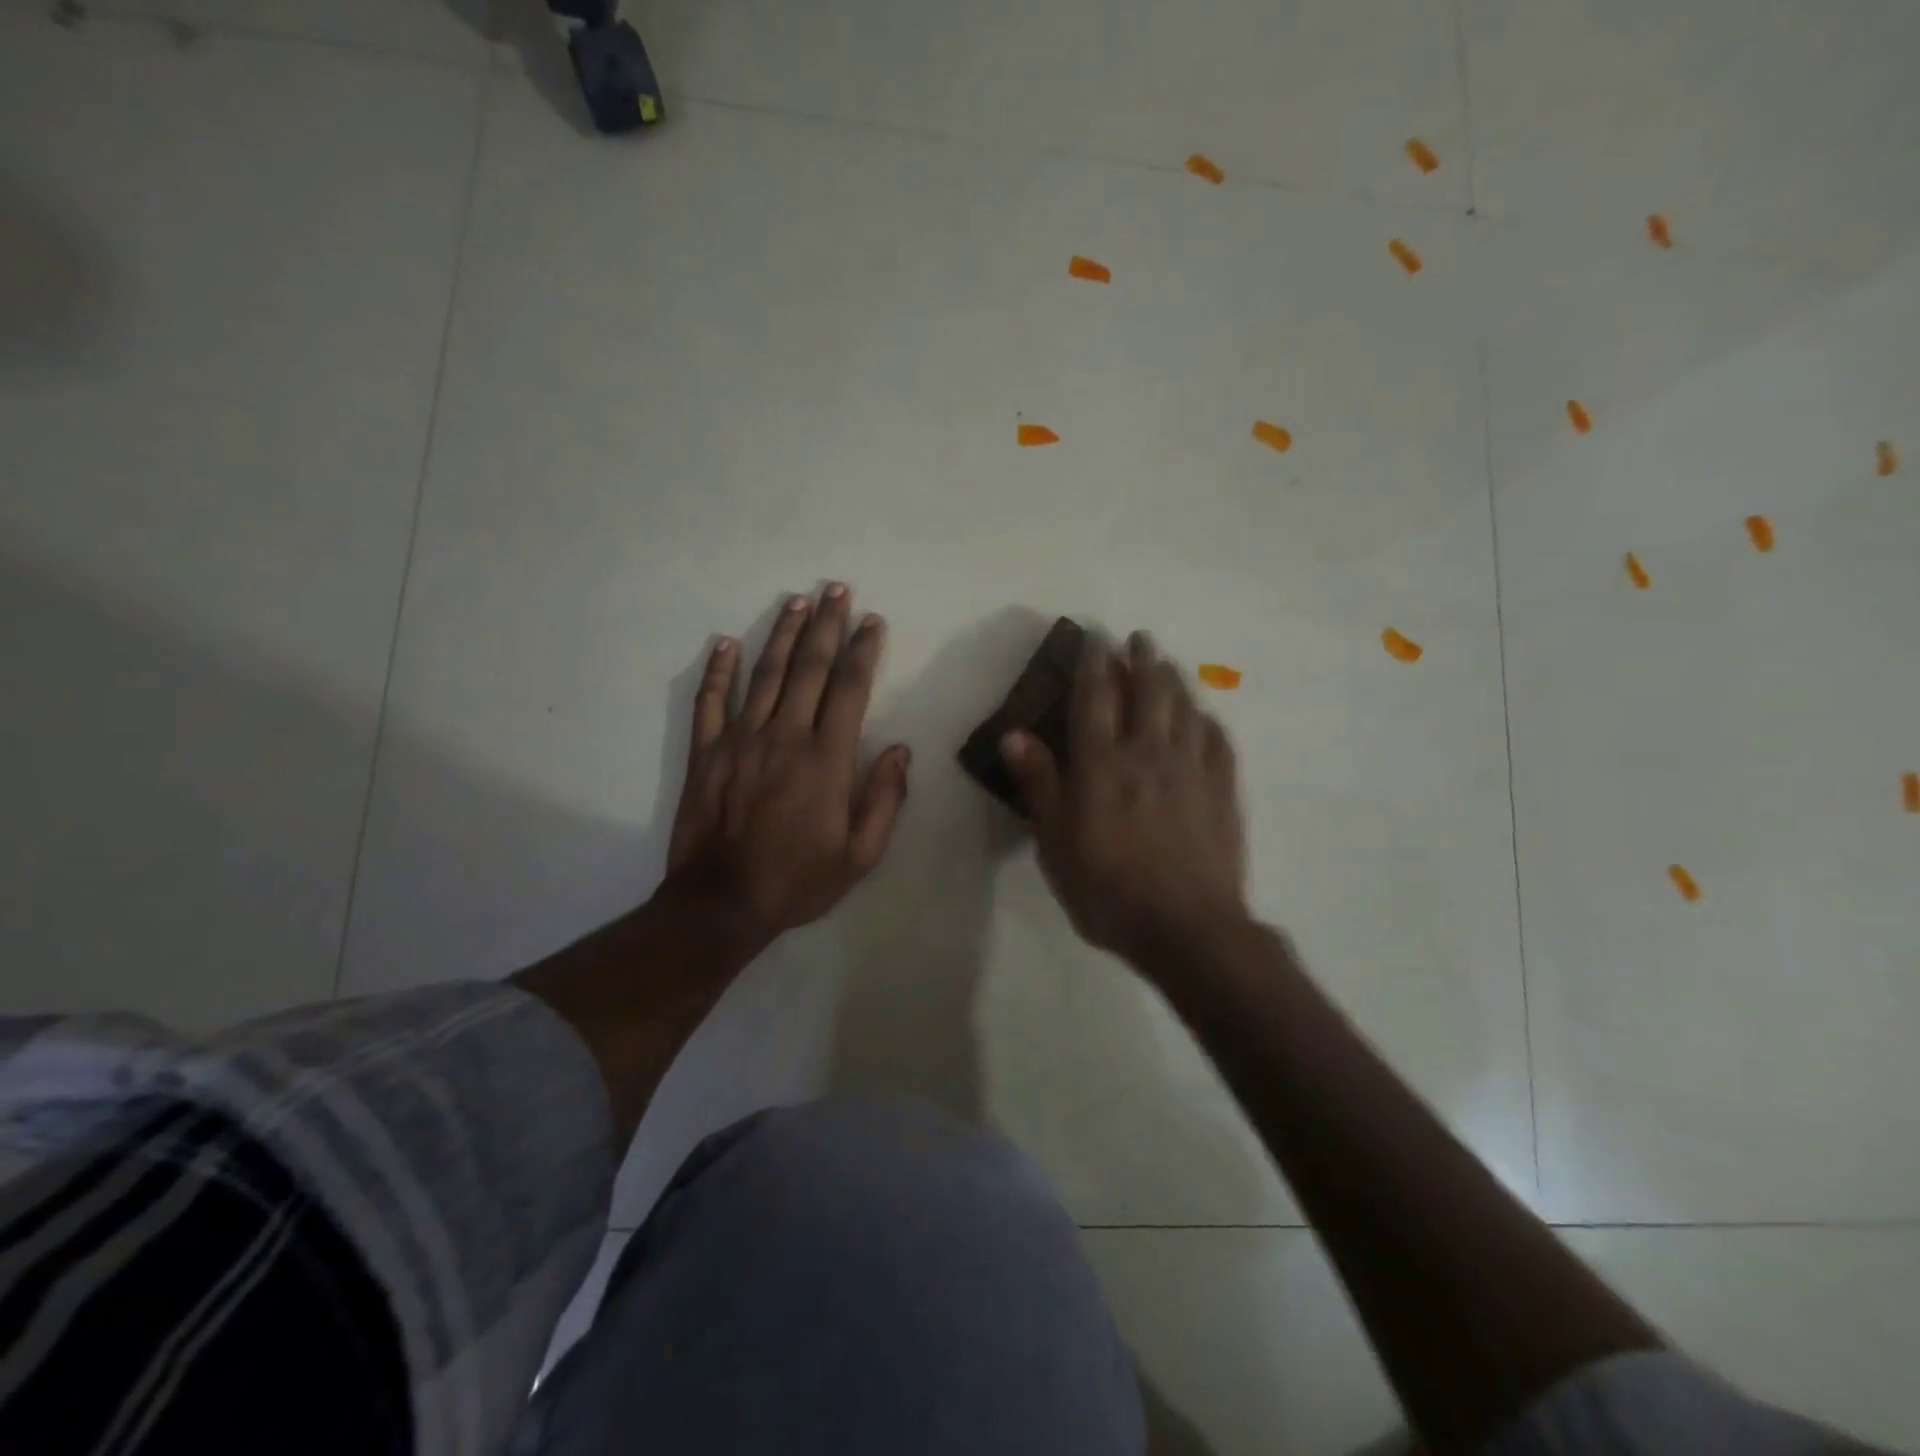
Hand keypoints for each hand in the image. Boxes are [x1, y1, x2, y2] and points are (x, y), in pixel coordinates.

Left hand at [665, 584, 910, 947]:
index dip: (864, 650)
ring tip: (798, 601)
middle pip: (810, 668)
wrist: (721, 903)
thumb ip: (884, 800)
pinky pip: (711, 701)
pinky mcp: (706, 752)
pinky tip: (726, 642)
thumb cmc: (798, 880)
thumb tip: (900, 751)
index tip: (873, 621)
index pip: (850, 689)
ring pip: (765, 674)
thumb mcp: (860, 855)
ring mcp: (740, 740)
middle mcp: (785, 736)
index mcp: (827, 759)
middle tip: (836, 589)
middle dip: (827, 625)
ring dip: (784, 634)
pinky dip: (718, 670)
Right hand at [1002, 631, 1248, 966]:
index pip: (1096, 696)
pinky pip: (1217, 738)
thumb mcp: (1055, 843)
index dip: (1094, 663)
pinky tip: (1203, 716)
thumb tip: (1013, 733)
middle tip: (1137, 639)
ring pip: (1185, 706)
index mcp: (1102, 763)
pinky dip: (1206, 718)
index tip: (1094, 639)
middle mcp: (1149, 752)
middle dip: (1141, 658)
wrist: (1187, 929)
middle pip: (1149, 689)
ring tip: (1166, 663)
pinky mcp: (1223, 789)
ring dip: (1174, 678)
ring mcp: (1192, 768)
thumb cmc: (1107, 890)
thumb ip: (1039, 783)